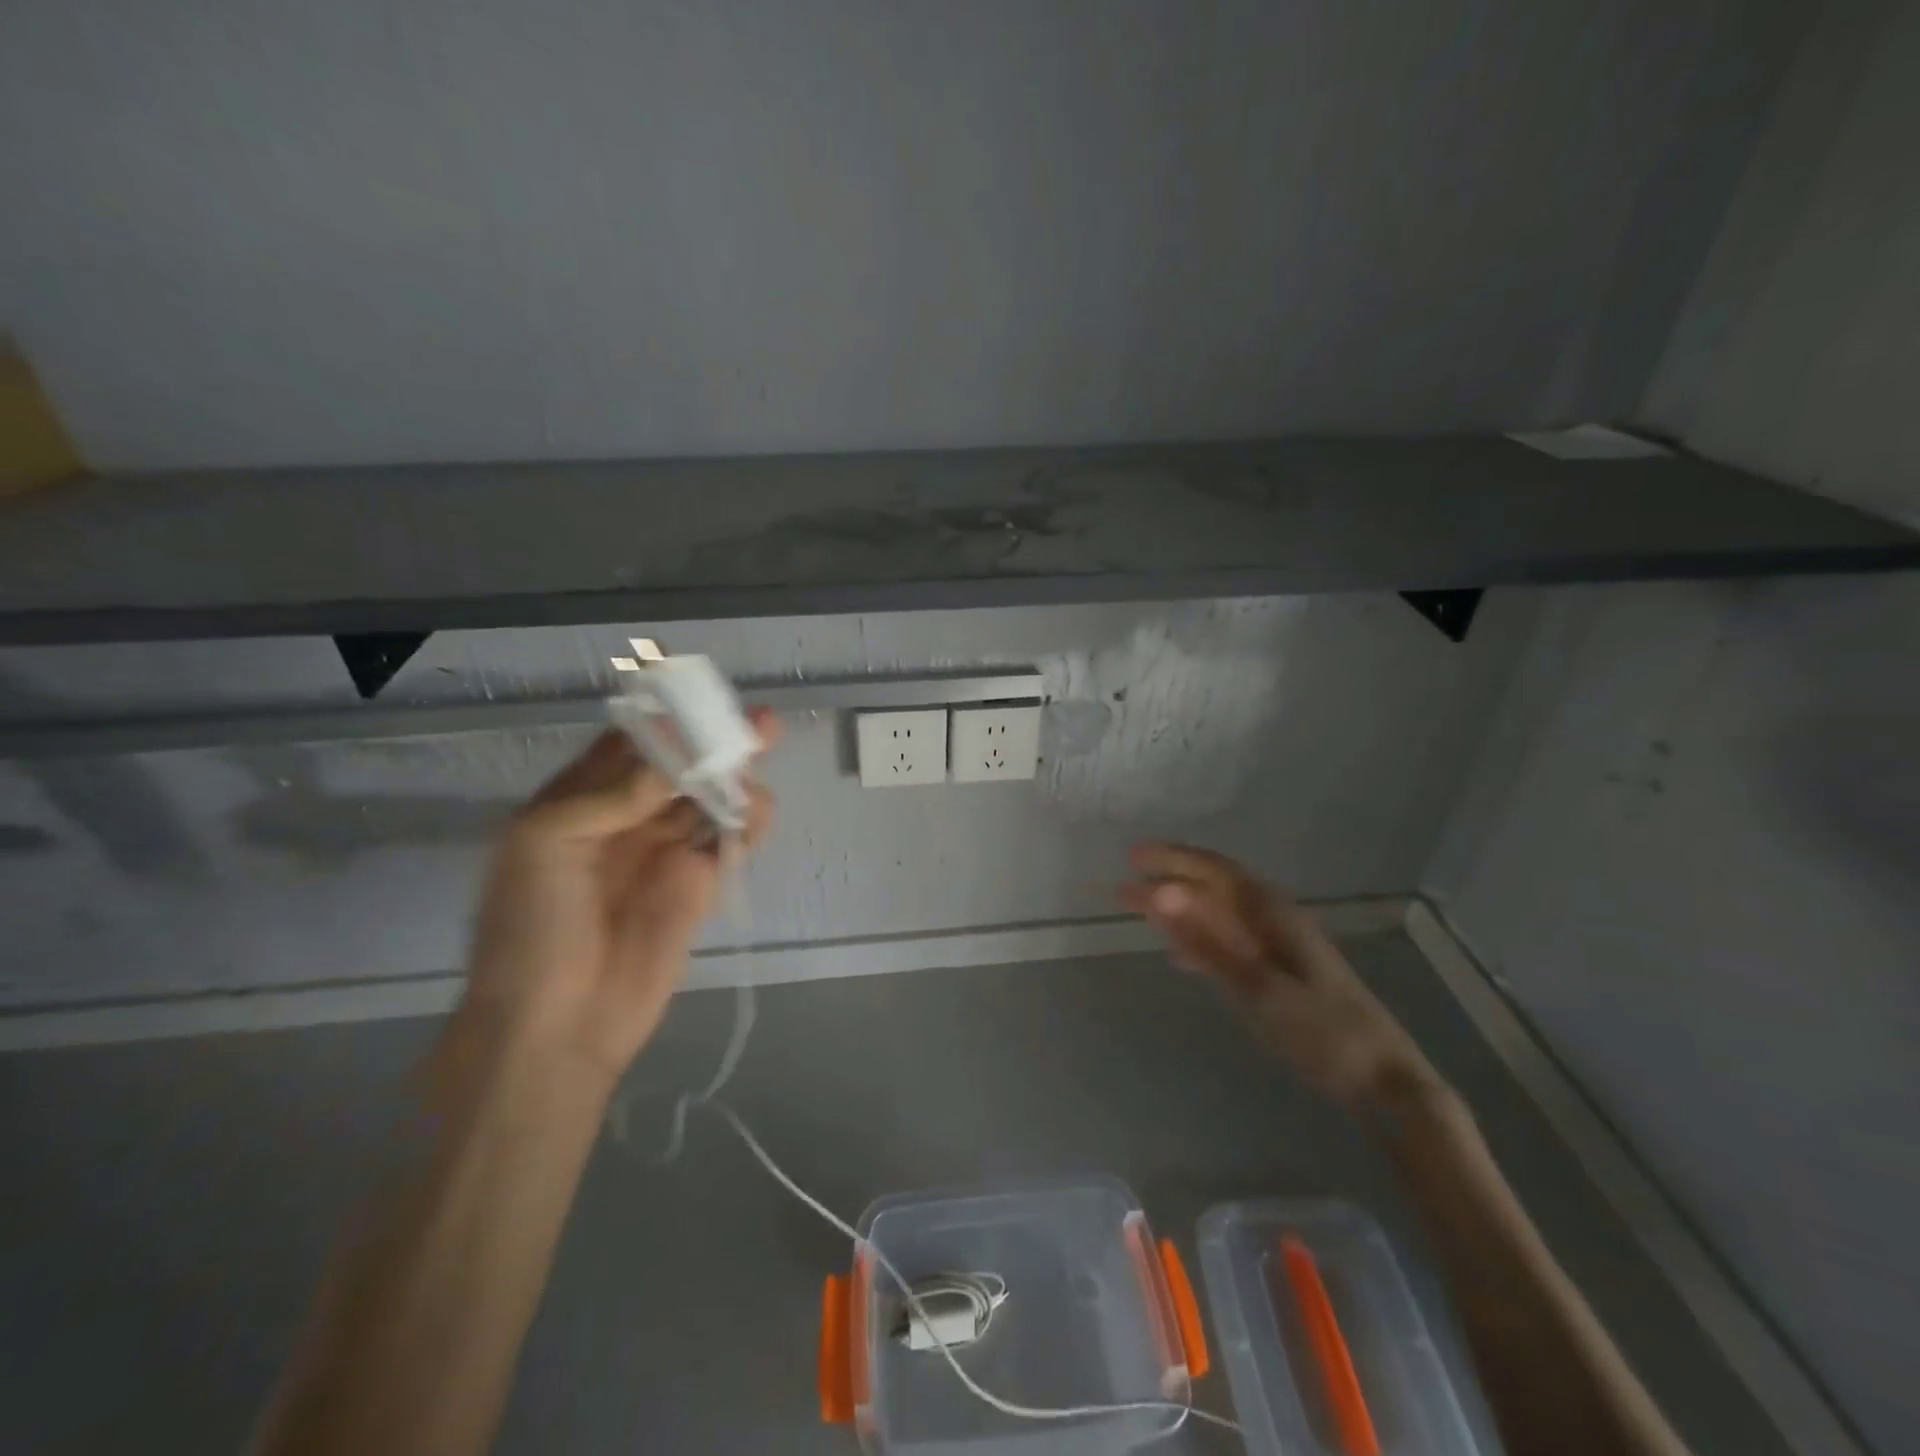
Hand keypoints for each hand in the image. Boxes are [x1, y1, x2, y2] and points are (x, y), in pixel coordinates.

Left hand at [457, 714, 778, 1086]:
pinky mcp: (699, 887)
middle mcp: (625, 821)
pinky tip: (758, 810)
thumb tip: (673, 769)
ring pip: (708, 802)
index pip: (626, 747)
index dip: (664, 722)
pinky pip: (728, 844)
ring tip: (759, 761)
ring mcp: (664, 855)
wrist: (558, 1025)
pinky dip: (747, 824)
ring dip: (735, 780)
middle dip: (714, 744)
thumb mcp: (542, 845)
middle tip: (758, 724)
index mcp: (578, 804)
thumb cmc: (532, 928)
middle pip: (678, 770)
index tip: (700, 701)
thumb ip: (606, 796)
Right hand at [1121, 842, 1440, 1110]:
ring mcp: (1279, 947)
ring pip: (1219, 915)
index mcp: (1273, 914)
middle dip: (1169, 882)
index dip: (1173, 859)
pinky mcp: (1281, 973)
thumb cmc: (1323, 1031)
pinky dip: (1200, 942)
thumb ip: (1207, 941)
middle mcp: (1275, 920)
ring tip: (1140, 913)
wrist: (1383, 1080)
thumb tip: (1162, 894)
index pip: (1215, 870)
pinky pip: (1230, 943)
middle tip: (1123, 887)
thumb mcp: (1258, 987)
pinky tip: (1180, 955)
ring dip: (1180, 911)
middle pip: (1214, 888)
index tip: (1132, 856)